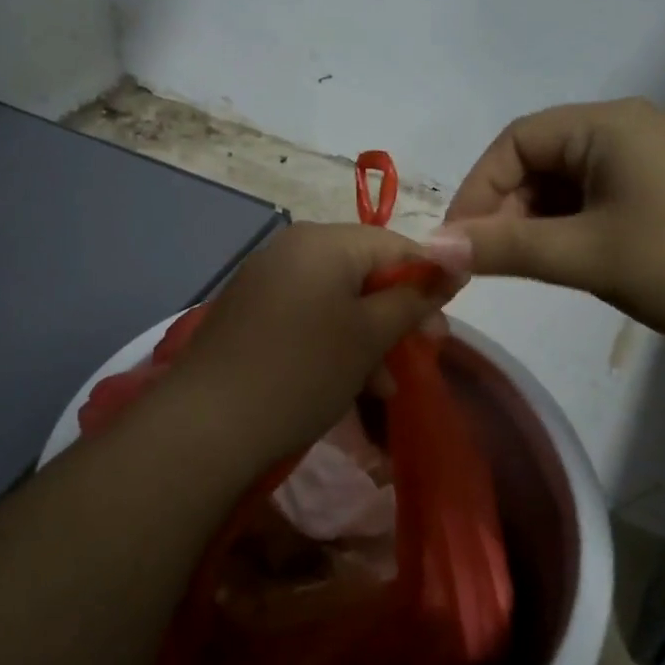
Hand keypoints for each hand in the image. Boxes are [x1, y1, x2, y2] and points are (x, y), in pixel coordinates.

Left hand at [165, 222, 464, 469]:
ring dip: (369, 336)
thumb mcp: (369, 336)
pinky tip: (350, 382)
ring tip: (387, 384)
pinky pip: (308, 313)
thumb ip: (414, 297)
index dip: (430, 280)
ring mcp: (267, 278)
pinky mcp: (251, 310)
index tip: (446, 324)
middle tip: (425, 352)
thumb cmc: (303, 371)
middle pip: (365, 270)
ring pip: (338, 298)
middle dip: (398, 313)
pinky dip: (334, 340)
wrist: (207, 423)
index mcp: (324, 241)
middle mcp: (293, 247)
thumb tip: (457, 259)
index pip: (396, 245)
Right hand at [438, 99, 664, 356]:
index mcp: (608, 124)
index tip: (459, 243)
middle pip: (541, 160)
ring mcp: (658, 160)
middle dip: (506, 209)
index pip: (515, 141)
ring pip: (570, 184)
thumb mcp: (588, 255)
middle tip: (488, 263)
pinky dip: (574, 227)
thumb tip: (431, 248)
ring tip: (528, 268)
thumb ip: (505, 248)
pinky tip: (573, 262)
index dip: (477, 189)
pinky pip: (603, 198)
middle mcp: (631, 129)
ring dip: (539, 222)